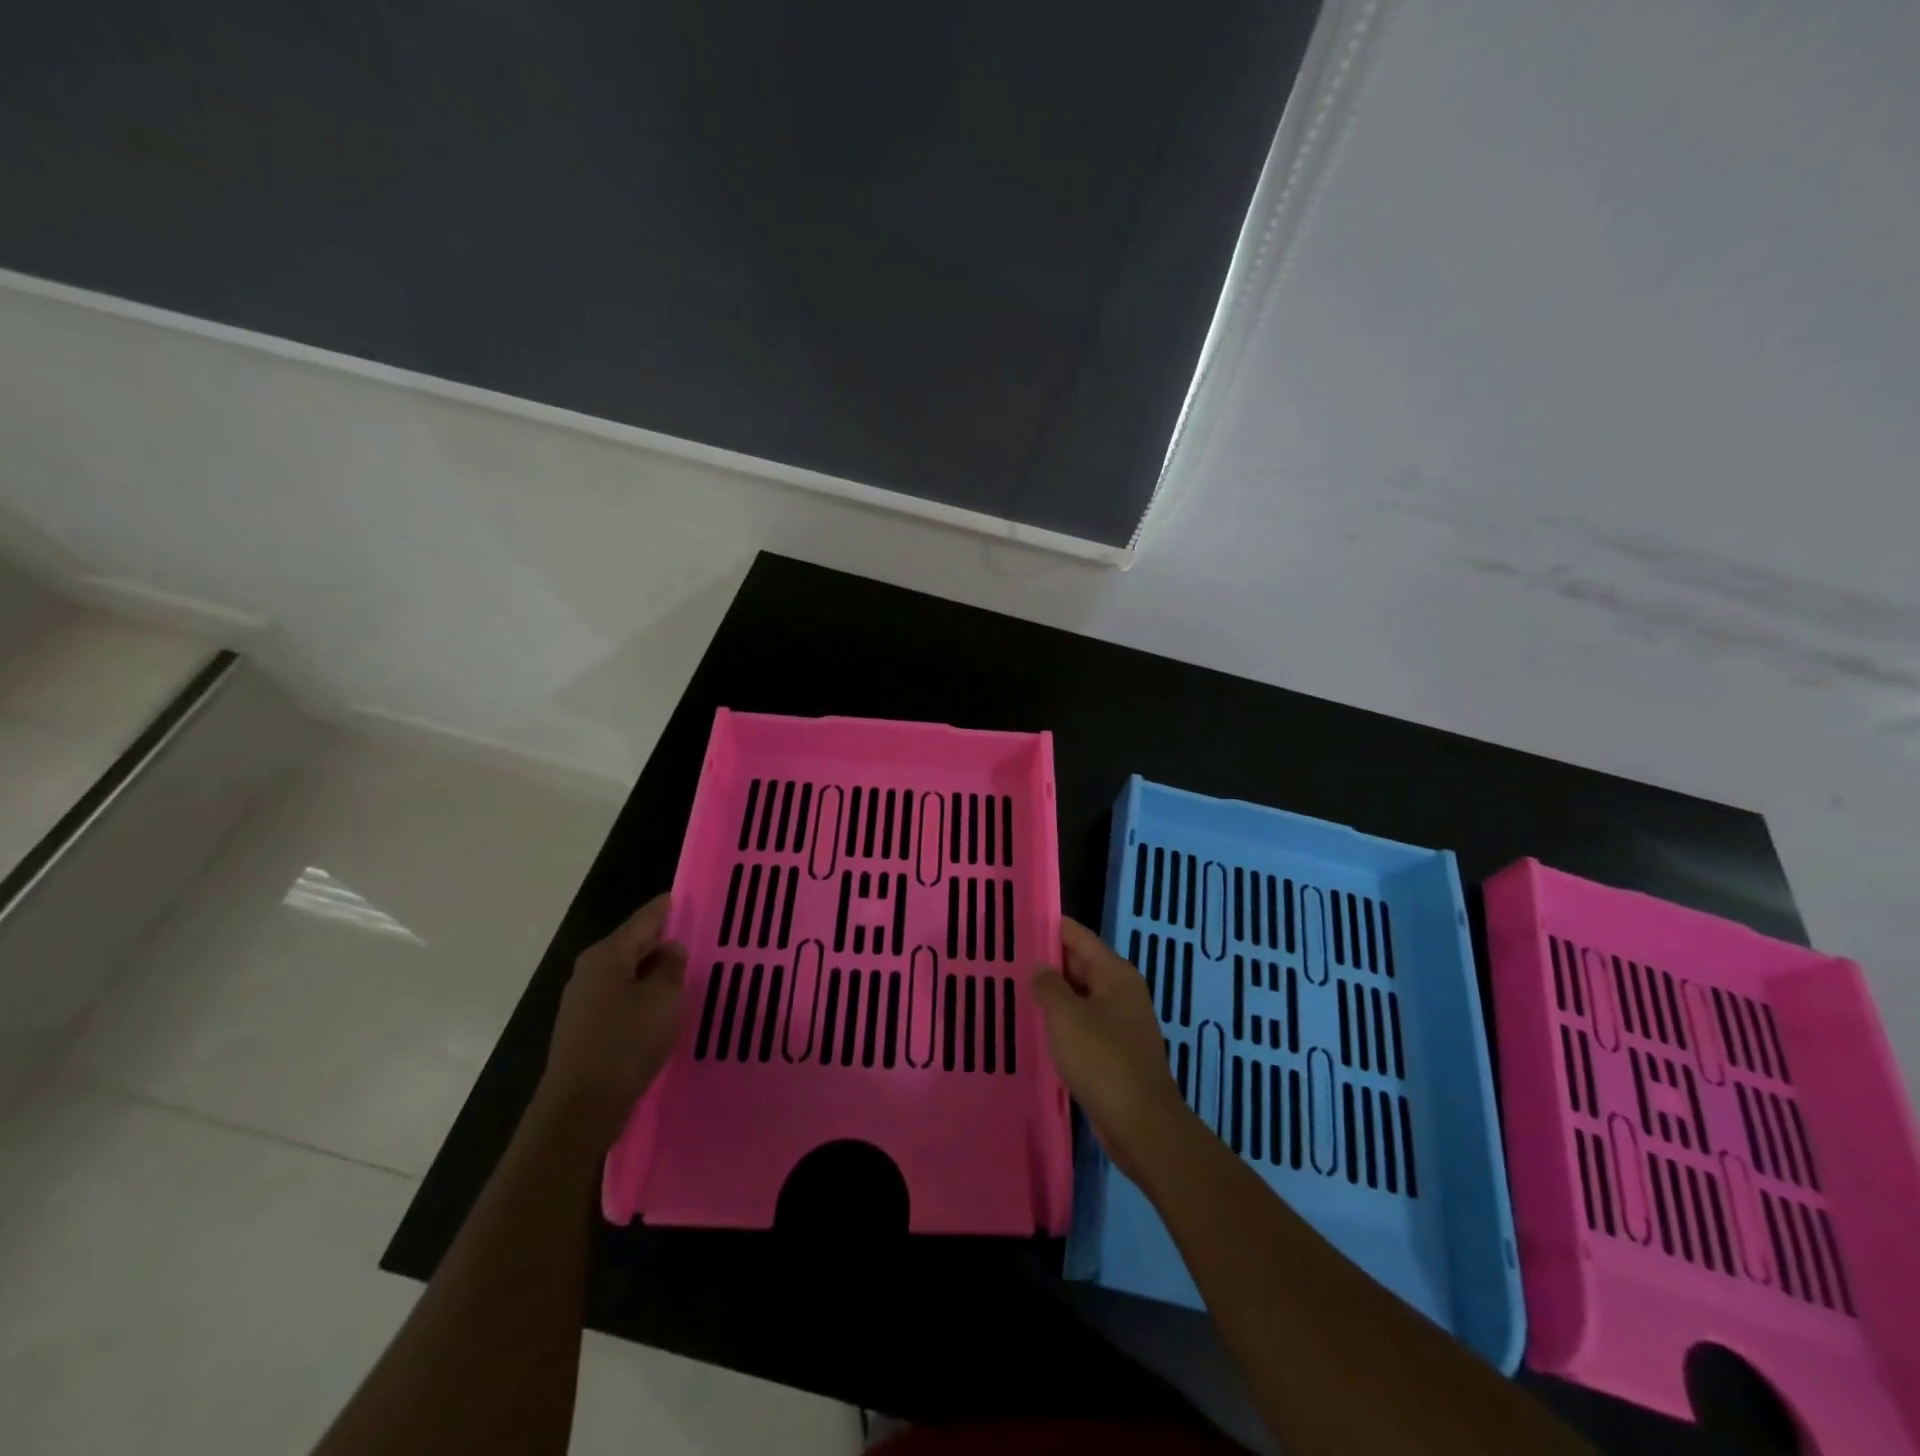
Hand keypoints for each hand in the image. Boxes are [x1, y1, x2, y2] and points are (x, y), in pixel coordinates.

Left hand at [537, 893, 686, 1145]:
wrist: (579, 1109)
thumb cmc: (626, 1043)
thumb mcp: (663, 998)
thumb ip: (671, 966)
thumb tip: (670, 948)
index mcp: (607, 954)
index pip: (646, 917)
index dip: (671, 907)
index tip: (696, 899)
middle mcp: (590, 970)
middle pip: (634, 944)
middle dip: (665, 941)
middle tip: (701, 940)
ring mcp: (583, 1001)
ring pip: (628, 973)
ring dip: (654, 973)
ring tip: (688, 975)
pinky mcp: (585, 1029)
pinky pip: (621, 999)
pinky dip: (643, 997)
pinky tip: (663, 1010)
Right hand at [1033, 918, 1195, 1181]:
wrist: (1141, 1123)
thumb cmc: (1102, 1059)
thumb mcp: (1066, 1016)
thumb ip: (1048, 985)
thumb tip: (1039, 967)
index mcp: (1114, 973)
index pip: (1077, 935)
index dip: (1048, 927)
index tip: (1016, 923)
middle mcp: (1121, 991)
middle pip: (1079, 964)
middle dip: (1046, 961)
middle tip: (1006, 958)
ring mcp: (1121, 1022)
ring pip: (1080, 996)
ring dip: (1052, 994)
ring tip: (1014, 989)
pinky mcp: (1116, 1051)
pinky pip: (1083, 1024)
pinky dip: (1062, 1022)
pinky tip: (1036, 1028)